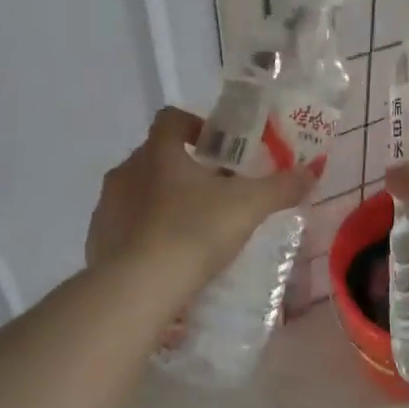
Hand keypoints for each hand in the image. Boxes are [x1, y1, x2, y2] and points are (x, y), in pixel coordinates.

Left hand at [87, 107, 316, 283]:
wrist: (138, 289)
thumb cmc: (194, 232)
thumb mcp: (248, 206)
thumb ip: (281, 187)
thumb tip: (312, 172)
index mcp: (158, 152)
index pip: (170, 118)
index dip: (194, 125)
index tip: (217, 146)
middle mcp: (126, 172)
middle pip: (155, 157)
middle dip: (184, 169)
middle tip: (215, 192)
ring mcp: (106, 208)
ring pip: (138, 193)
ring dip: (162, 201)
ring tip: (193, 229)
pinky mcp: (97, 242)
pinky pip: (124, 228)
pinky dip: (145, 234)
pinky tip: (168, 259)